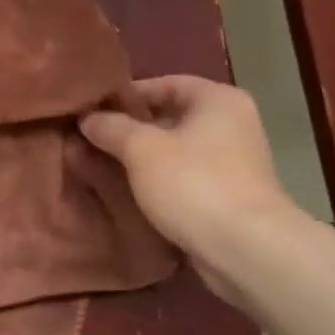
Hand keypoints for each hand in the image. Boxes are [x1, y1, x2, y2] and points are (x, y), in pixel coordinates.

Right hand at [80, 75, 302, 286]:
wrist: (246, 250)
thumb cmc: (194, 184)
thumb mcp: (142, 150)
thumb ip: (111, 128)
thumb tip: (87, 118)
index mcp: (218, 100)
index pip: (165, 83)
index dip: (127, 95)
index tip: (93, 110)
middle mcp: (232, 124)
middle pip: (170, 117)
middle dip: (130, 129)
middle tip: (90, 139)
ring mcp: (234, 162)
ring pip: (176, 150)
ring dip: (142, 159)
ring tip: (102, 166)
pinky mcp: (229, 196)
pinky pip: (184, 178)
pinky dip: (159, 182)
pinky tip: (129, 193)